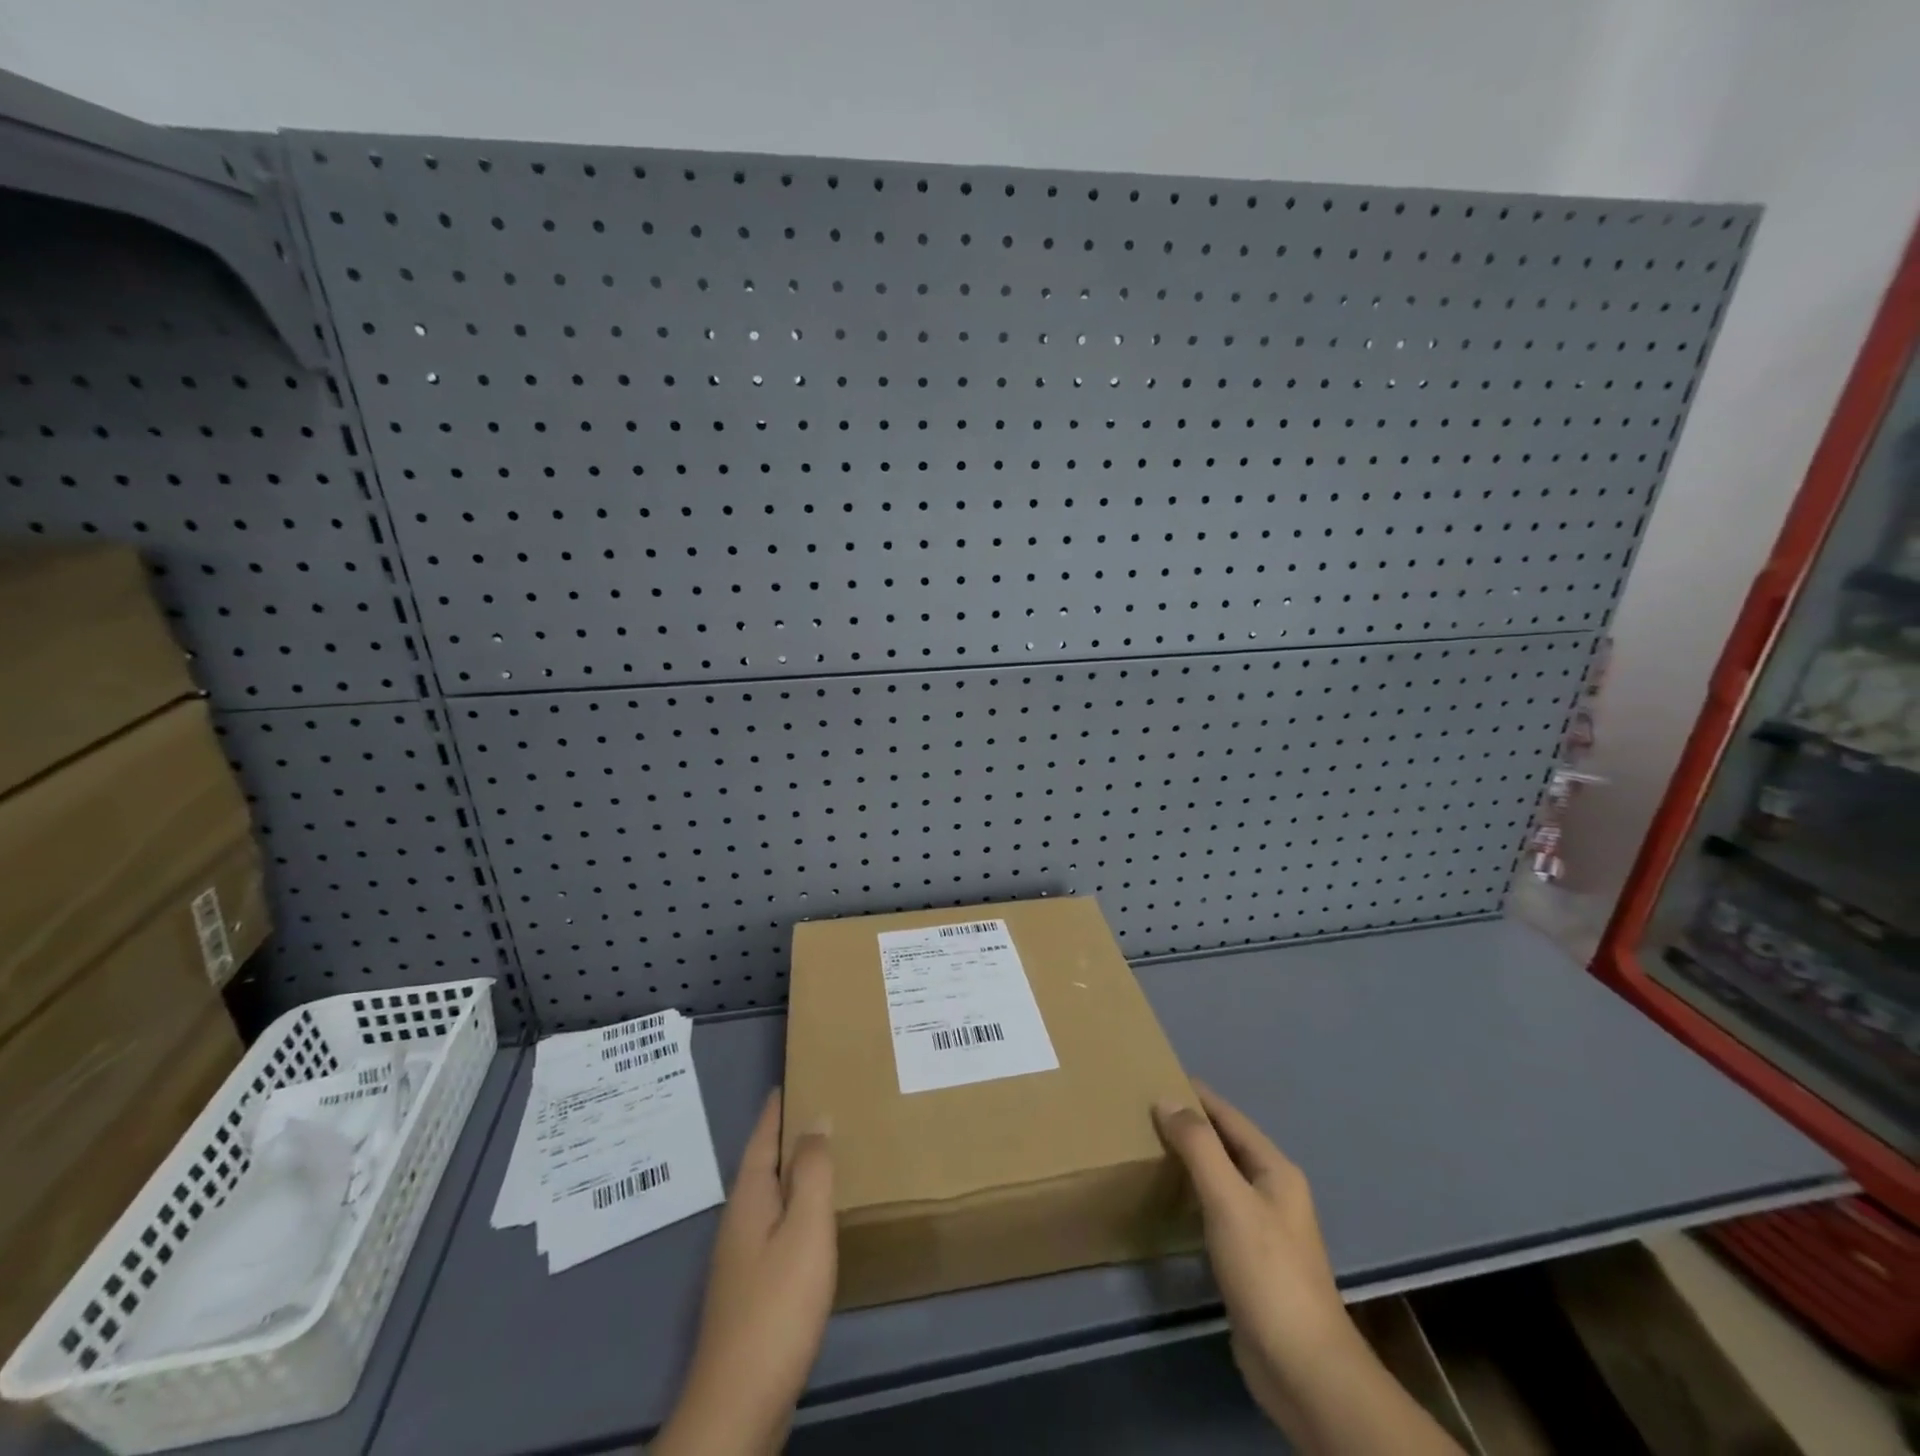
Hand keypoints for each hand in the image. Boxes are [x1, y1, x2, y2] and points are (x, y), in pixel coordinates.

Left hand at [653, 1090, 834, 1455]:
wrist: (738, 1406)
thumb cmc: (777, 1307)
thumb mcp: (806, 1229)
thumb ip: (813, 1172)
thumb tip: (816, 1117)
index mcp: (749, 1199)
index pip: (763, 1137)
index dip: (778, 1107)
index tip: (793, 1076)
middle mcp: (739, 1221)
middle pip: (763, 1164)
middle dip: (787, 1135)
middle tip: (822, 1107)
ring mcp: (740, 1260)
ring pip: (770, 1197)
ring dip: (793, 1172)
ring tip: (826, 1156)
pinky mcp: (750, 1291)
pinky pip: (775, 1227)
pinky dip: (795, 1208)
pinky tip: (815, 1222)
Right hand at [1153, 1082, 1356, 1428]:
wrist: (1303, 1368)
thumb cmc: (1267, 1272)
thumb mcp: (1229, 1200)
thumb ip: (1199, 1147)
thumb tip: (1167, 1100)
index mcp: (1276, 1170)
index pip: (1230, 1117)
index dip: (1196, 1095)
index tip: (1157, 1075)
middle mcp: (1274, 1192)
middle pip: (1227, 1144)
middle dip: (1191, 1124)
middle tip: (1144, 1110)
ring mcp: (1265, 1228)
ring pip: (1222, 1177)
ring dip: (1191, 1159)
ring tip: (1150, 1146)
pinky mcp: (1251, 1260)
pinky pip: (1217, 1208)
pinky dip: (1194, 1193)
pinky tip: (1171, 1198)